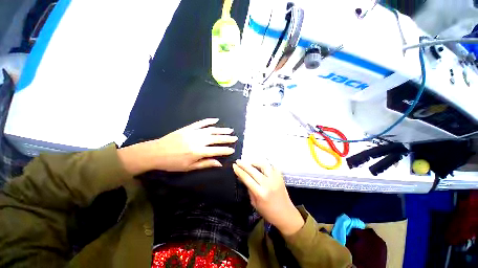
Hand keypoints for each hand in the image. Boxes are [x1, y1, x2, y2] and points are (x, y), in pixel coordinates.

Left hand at [118, 118, 236, 173]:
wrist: (155, 152)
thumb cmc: (172, 163)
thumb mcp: (189, 167)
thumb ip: (205, 164)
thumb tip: (219, 163)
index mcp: (198, 152)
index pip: (216, 151)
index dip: (225, 150)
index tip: (233, 150)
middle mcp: (198, 141)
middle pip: (216, 139)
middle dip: (227, 139)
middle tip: (235, 138)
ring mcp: (193, 132)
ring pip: (211, 130)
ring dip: (221, 130)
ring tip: (230, 130)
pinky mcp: (188, 128)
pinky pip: (201, 123)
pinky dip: (209, 121)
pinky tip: (216, 120)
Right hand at [233, 160, 304, 235]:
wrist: (286, 214)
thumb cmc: (268, 212)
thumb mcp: (254, 202)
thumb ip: (249, 188)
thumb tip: (242, 177)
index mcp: (260, 193)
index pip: (247, 178)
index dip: (239, 171)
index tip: (234, 166)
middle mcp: (268, 184)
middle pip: (253, 170)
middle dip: (244, 164)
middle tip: (238, 161)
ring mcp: (275, 178)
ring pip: (263, 165)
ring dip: (255, 162)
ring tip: (249, 163)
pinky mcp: (280, 176)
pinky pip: (272, 166)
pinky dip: (265, 164)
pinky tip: (260, 165)